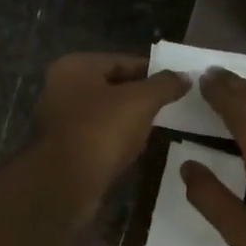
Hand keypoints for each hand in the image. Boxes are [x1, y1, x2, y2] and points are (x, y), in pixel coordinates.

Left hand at [32, 53, 189, 211]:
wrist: (66, 184)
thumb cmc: (101, 131)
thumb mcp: (140, 101)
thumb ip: (164, 85)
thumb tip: (185, 76)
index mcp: (75, 67)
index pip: (121, 61)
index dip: (151, 71)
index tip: (176, 83)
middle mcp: (61, 89)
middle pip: (112, 87)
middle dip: (140, 97)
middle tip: (170, 106)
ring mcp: (60, 120)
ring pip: (105, 113)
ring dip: (129, 120)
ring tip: (158, 128)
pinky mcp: (64, 149)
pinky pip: (97, 137)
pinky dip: (116, 140)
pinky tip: (136, 149)